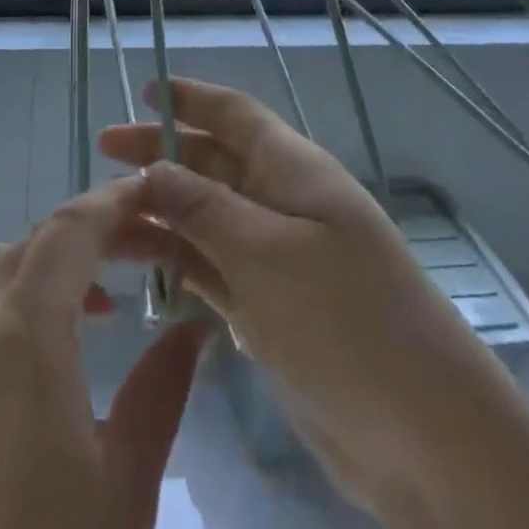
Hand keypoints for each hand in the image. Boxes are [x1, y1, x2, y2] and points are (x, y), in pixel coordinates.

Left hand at [0, 178, 208, 528]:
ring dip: (51, 264)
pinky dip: (15, 297)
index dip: (116, 202)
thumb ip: (162, 388)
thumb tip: (193, 325)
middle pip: (35, 242)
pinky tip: (45, 350)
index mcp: (21, 331)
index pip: (72, 230)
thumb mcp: (125, 486)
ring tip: (103, 302)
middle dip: (92, 232)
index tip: (158, 193)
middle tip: (149, 251)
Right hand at [100, 77, 511, 513]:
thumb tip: (153, 169)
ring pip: (204, 217)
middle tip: (103, 154)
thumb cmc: (345, 321)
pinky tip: (138, 266)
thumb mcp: (266, 252)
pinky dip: (176, 262)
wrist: (424, 436)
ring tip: (104, 221)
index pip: (234, 115)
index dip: (190, 98)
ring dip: (159, 212)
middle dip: (160, 154)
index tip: (142, 91)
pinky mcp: (269, 307)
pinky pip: (211, 268)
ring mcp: (275, 258)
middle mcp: (282, 204)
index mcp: (293, 170)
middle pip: (211, 162)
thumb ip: (203, 207)